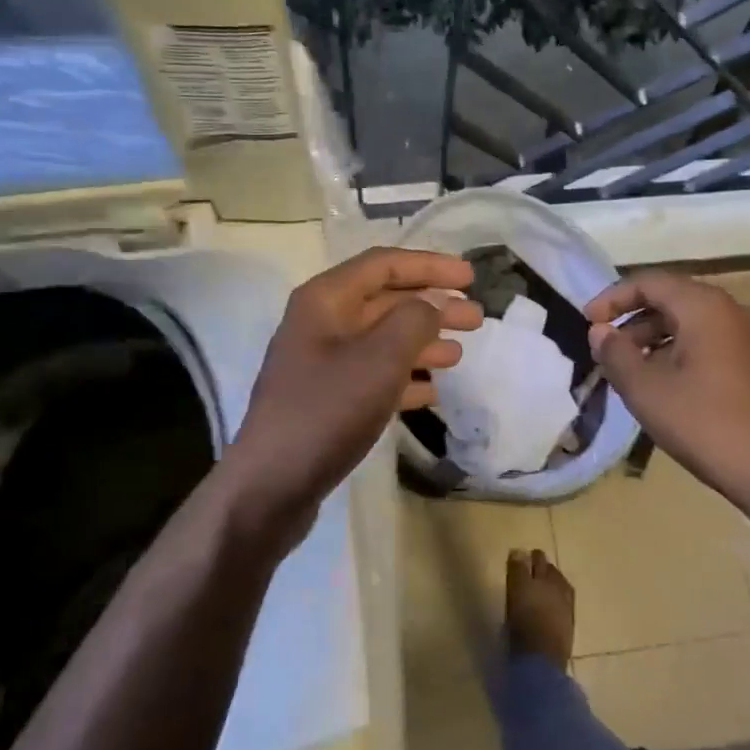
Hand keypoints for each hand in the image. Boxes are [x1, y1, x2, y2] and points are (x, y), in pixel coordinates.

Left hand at [221, 248, 481, 554]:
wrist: (272, 485)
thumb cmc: (327, 411)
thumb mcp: (380, 359)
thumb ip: (414, 320)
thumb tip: (434, 301)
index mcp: (326, 299)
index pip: (384, 264)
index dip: (430, 265)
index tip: (470, 278)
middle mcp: (321, 322)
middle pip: (386, 301)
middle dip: (432, 306)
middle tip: (476, 319)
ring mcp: (322, 362)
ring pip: (382, 339)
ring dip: (423, 342)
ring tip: (459, 354)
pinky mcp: (326, 398)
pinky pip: (373, 374)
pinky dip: (404, 377)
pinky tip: (431, 392)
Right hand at [584, 272, 749, 513]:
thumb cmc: (704, 424)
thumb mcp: (645, 390)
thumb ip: (615, 353)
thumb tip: (600, 332)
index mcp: (705, 307)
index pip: (649, 282)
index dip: (612, 298)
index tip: (587, 323)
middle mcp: (732, 311)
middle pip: (672, 299)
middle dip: (633, 320)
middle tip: (606, 349)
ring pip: (692, 322)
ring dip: (655, 338)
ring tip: (630, 370)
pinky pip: (711, 341)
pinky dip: (680, 351)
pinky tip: (665, 384)